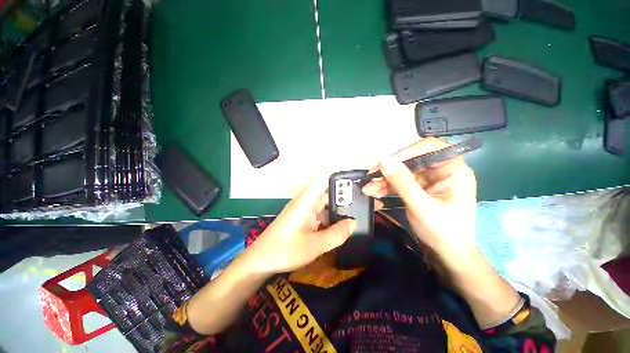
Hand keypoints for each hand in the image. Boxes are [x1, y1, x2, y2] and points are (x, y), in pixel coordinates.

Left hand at [247, 174, 356, 273]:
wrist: (260, 261)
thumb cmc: (284, 251)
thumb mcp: (314, 245)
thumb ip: (336, 234)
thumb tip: (353, 223)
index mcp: (306, 201)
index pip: (321, 179)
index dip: (336, 178)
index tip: (353, 184)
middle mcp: (305, 202)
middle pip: (326, 193)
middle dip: (342, 198)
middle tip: (361, 205)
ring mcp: (303, 211)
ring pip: (324, 205)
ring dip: (337, 210)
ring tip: (355, 217)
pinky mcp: (302, 219)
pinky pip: (319, 215)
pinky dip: (329, 219)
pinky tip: (340, 228)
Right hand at [362, 138, 477, 265]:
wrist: (447, 255)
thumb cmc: (444, 232)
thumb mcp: (422, 206)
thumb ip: (402, 182)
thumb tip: (384, 160)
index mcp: (453, 170)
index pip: (430, 148)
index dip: (408, 151)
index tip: (387, 161)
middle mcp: (440, 171)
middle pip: (411, 161)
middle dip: (389, 169)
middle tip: (370, 175)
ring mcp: (427, 180)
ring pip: (401, 172)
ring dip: (384, 180)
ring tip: (368, 188)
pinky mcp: (417, 189)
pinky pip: (399, 183)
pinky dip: (386, 187)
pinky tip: (373, 192)